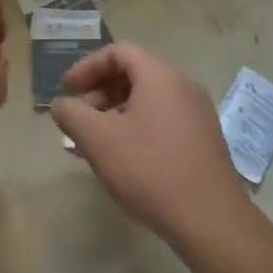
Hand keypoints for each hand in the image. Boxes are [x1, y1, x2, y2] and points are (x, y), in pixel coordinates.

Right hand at [51, 43, 263, 249]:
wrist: (210, 220)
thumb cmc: (149, 170)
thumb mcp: (97, 139)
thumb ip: (71, 114)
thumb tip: (61, 104)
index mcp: (160, 77)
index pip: (118, 52)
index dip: (86, 67)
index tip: (66, 90)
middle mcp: (183, 87)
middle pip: (134, 74)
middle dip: (99, 91)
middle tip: (78, 118)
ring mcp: (197, 115)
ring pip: (147, 100)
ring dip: (114, 112)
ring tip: (94, 142)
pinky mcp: (202, 141)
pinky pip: (161, 120)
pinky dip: (135, 127)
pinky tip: (121, 158)